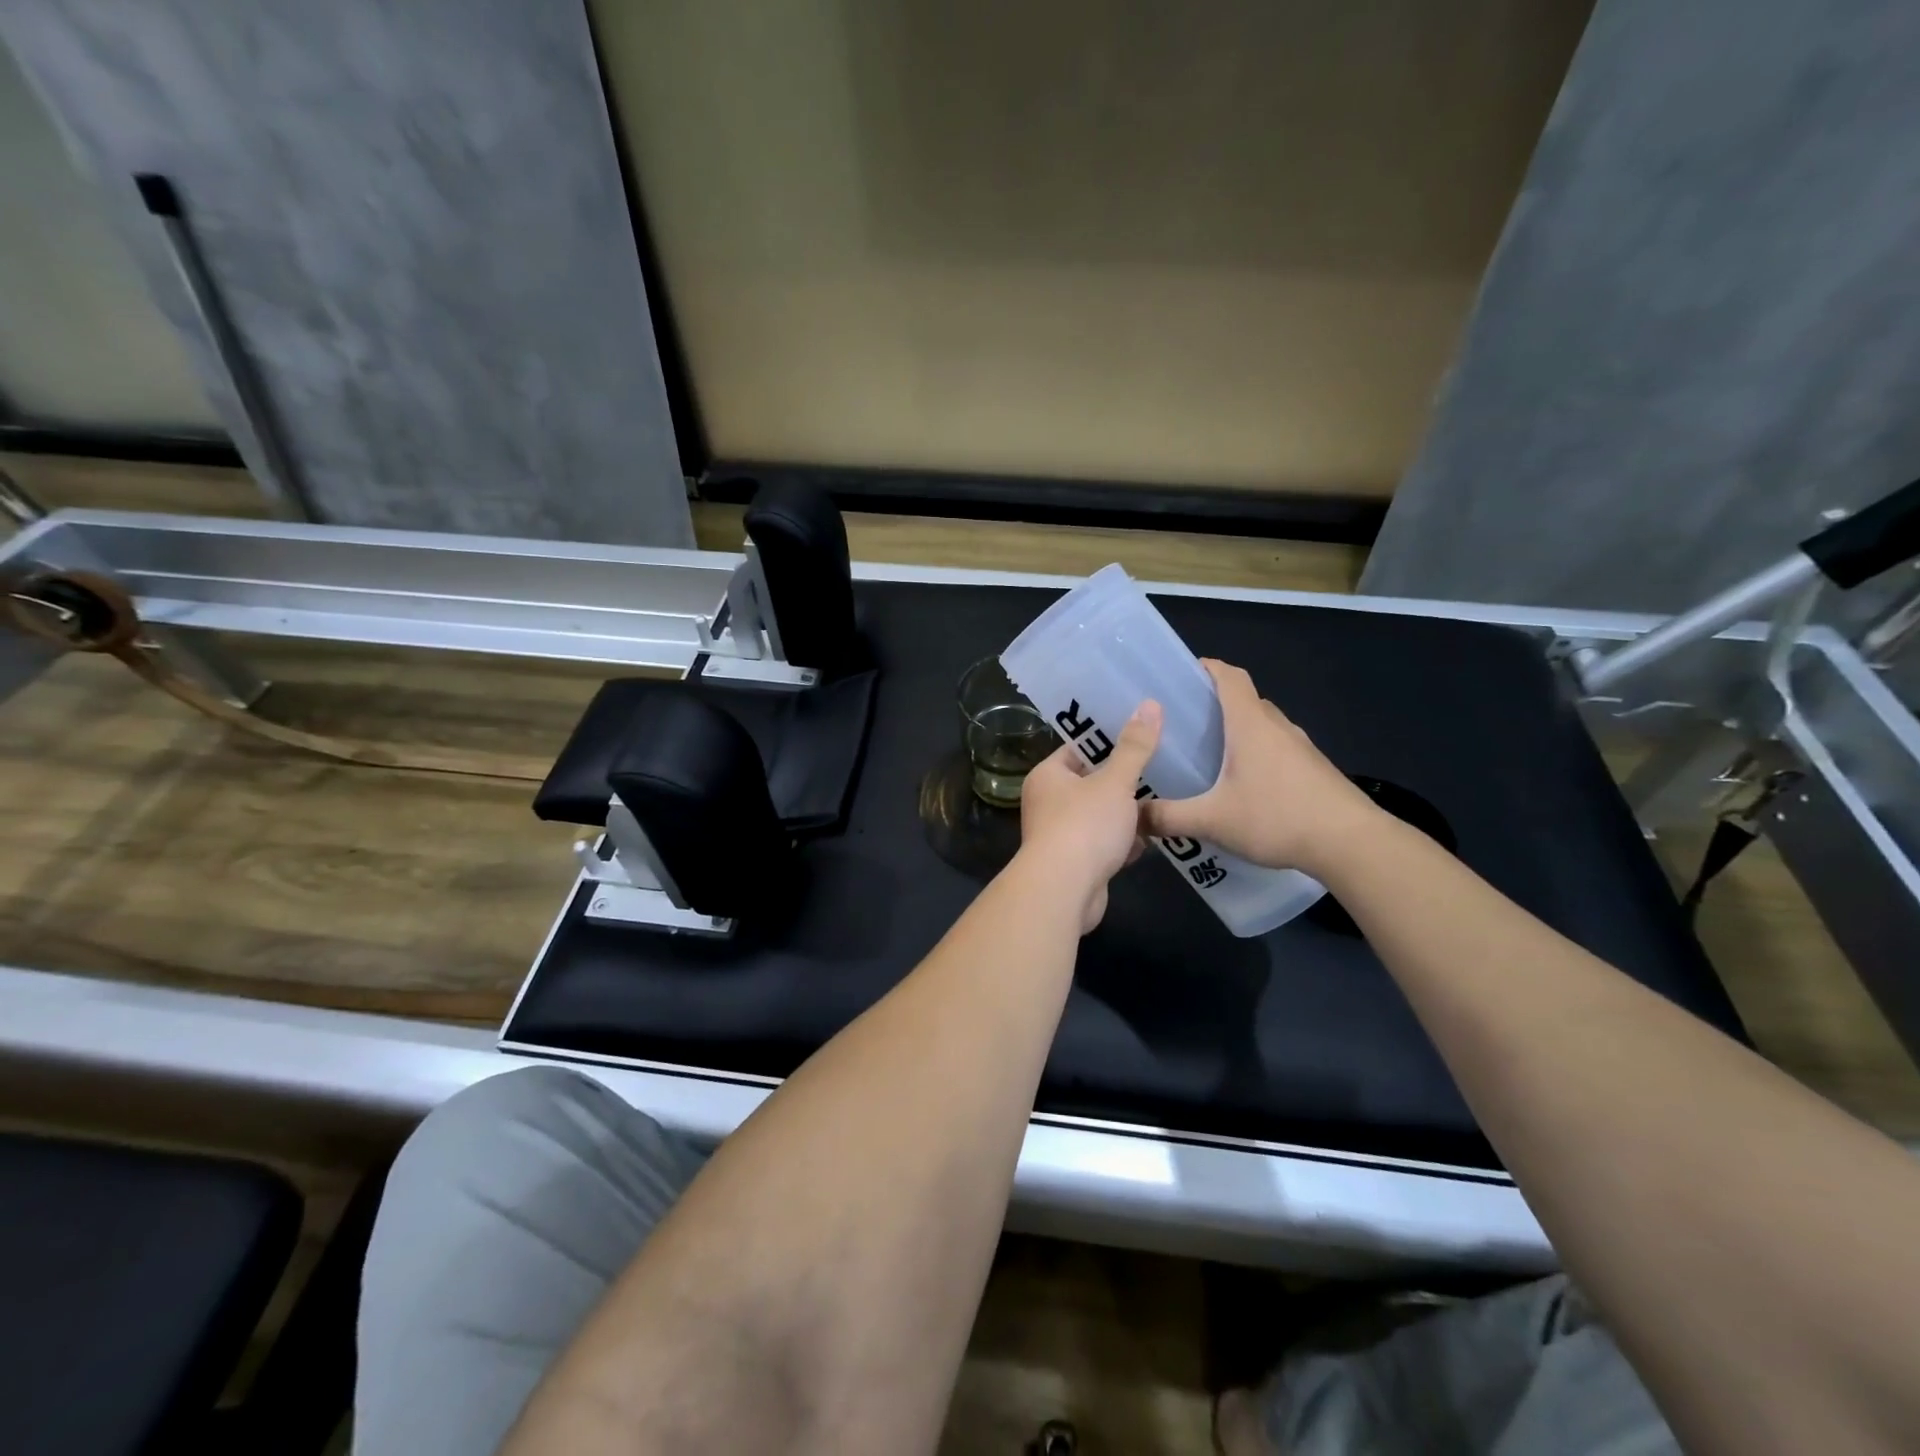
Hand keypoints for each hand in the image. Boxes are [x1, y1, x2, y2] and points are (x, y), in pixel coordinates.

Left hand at [1016, 700, 1161, 932]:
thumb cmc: (1084, 826)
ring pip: (1100, 816)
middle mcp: (1047, 803)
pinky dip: (1123, 843)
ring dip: (1126, 814)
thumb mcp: (1115, 782)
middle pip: (1091, 783)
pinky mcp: (1075, 864)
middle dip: (1123, 781)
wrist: (1064, 891)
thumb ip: (1134, 747)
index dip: (1108, 740)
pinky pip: (1104, 845)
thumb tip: (1149, 704)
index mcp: (1048, 776)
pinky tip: (1151, 840)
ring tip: (1164, 799)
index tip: (1141, 732)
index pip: (1078, 749)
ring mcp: (1060, 836)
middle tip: (1161, 766)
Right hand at [1142, 660, 1377, 877]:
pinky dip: (1255, 754)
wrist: (1351, 842)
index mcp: (1250, 724)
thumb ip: (1169, 818)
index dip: (1206, 668)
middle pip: (1243, 699)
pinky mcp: (1312, 769)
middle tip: (1181, 724)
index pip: (1228, 676)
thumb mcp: (1212, 821)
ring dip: (1236, 731)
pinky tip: (1241, 786)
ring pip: (1261, 726)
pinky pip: (1276, 748)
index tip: (1180, 676)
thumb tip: (1133, 817)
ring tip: (1206, 756)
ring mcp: (1299, 747)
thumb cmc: (1278, 817)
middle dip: (1213, 704)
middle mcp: (1276, 726)